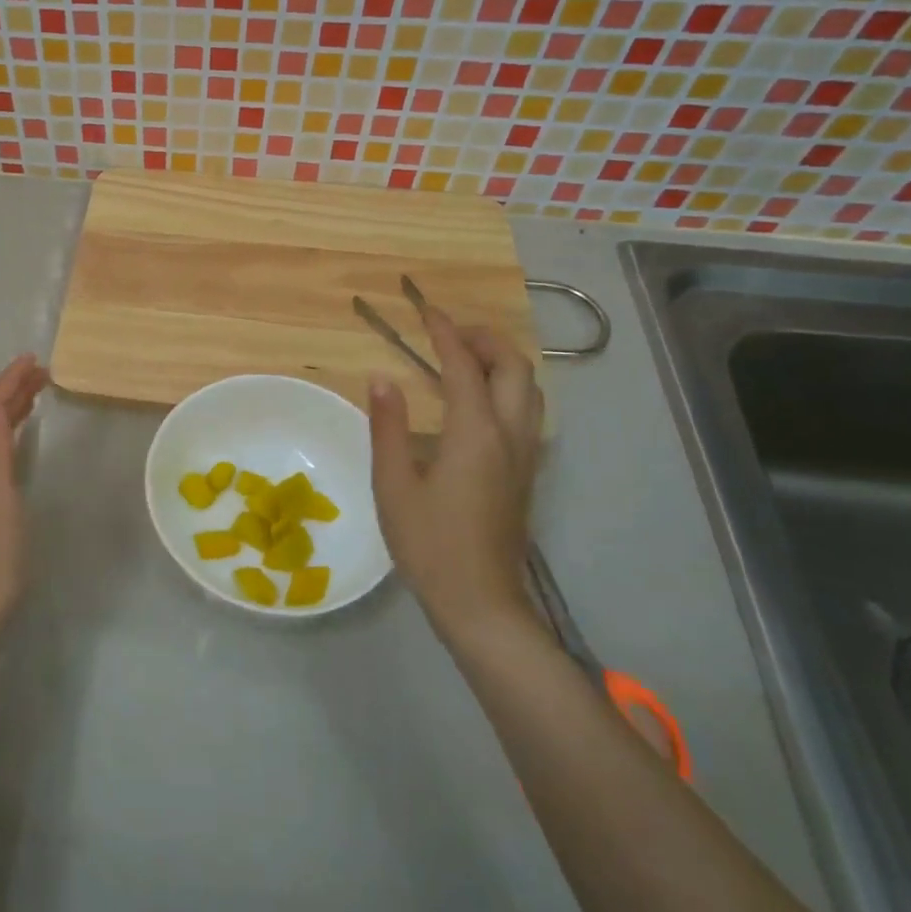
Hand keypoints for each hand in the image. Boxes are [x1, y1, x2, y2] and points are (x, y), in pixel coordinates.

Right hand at [368, 305, 544, 646]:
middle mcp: (510, 436)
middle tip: (449, 331)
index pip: (464, 366)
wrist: (480, 602)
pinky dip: (507, 386)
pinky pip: (527, 411)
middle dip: (486, 339)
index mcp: (475, 434)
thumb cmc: (429, 544)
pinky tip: (478, 400)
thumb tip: (381, 377)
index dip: (445, 333)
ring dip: (502, 361)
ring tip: (465, 357)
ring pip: (529, 389)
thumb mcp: (393, 484)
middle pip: (515, 368)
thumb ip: (388, 426)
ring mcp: (525, 456)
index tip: (426, 309)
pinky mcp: (525, 474)